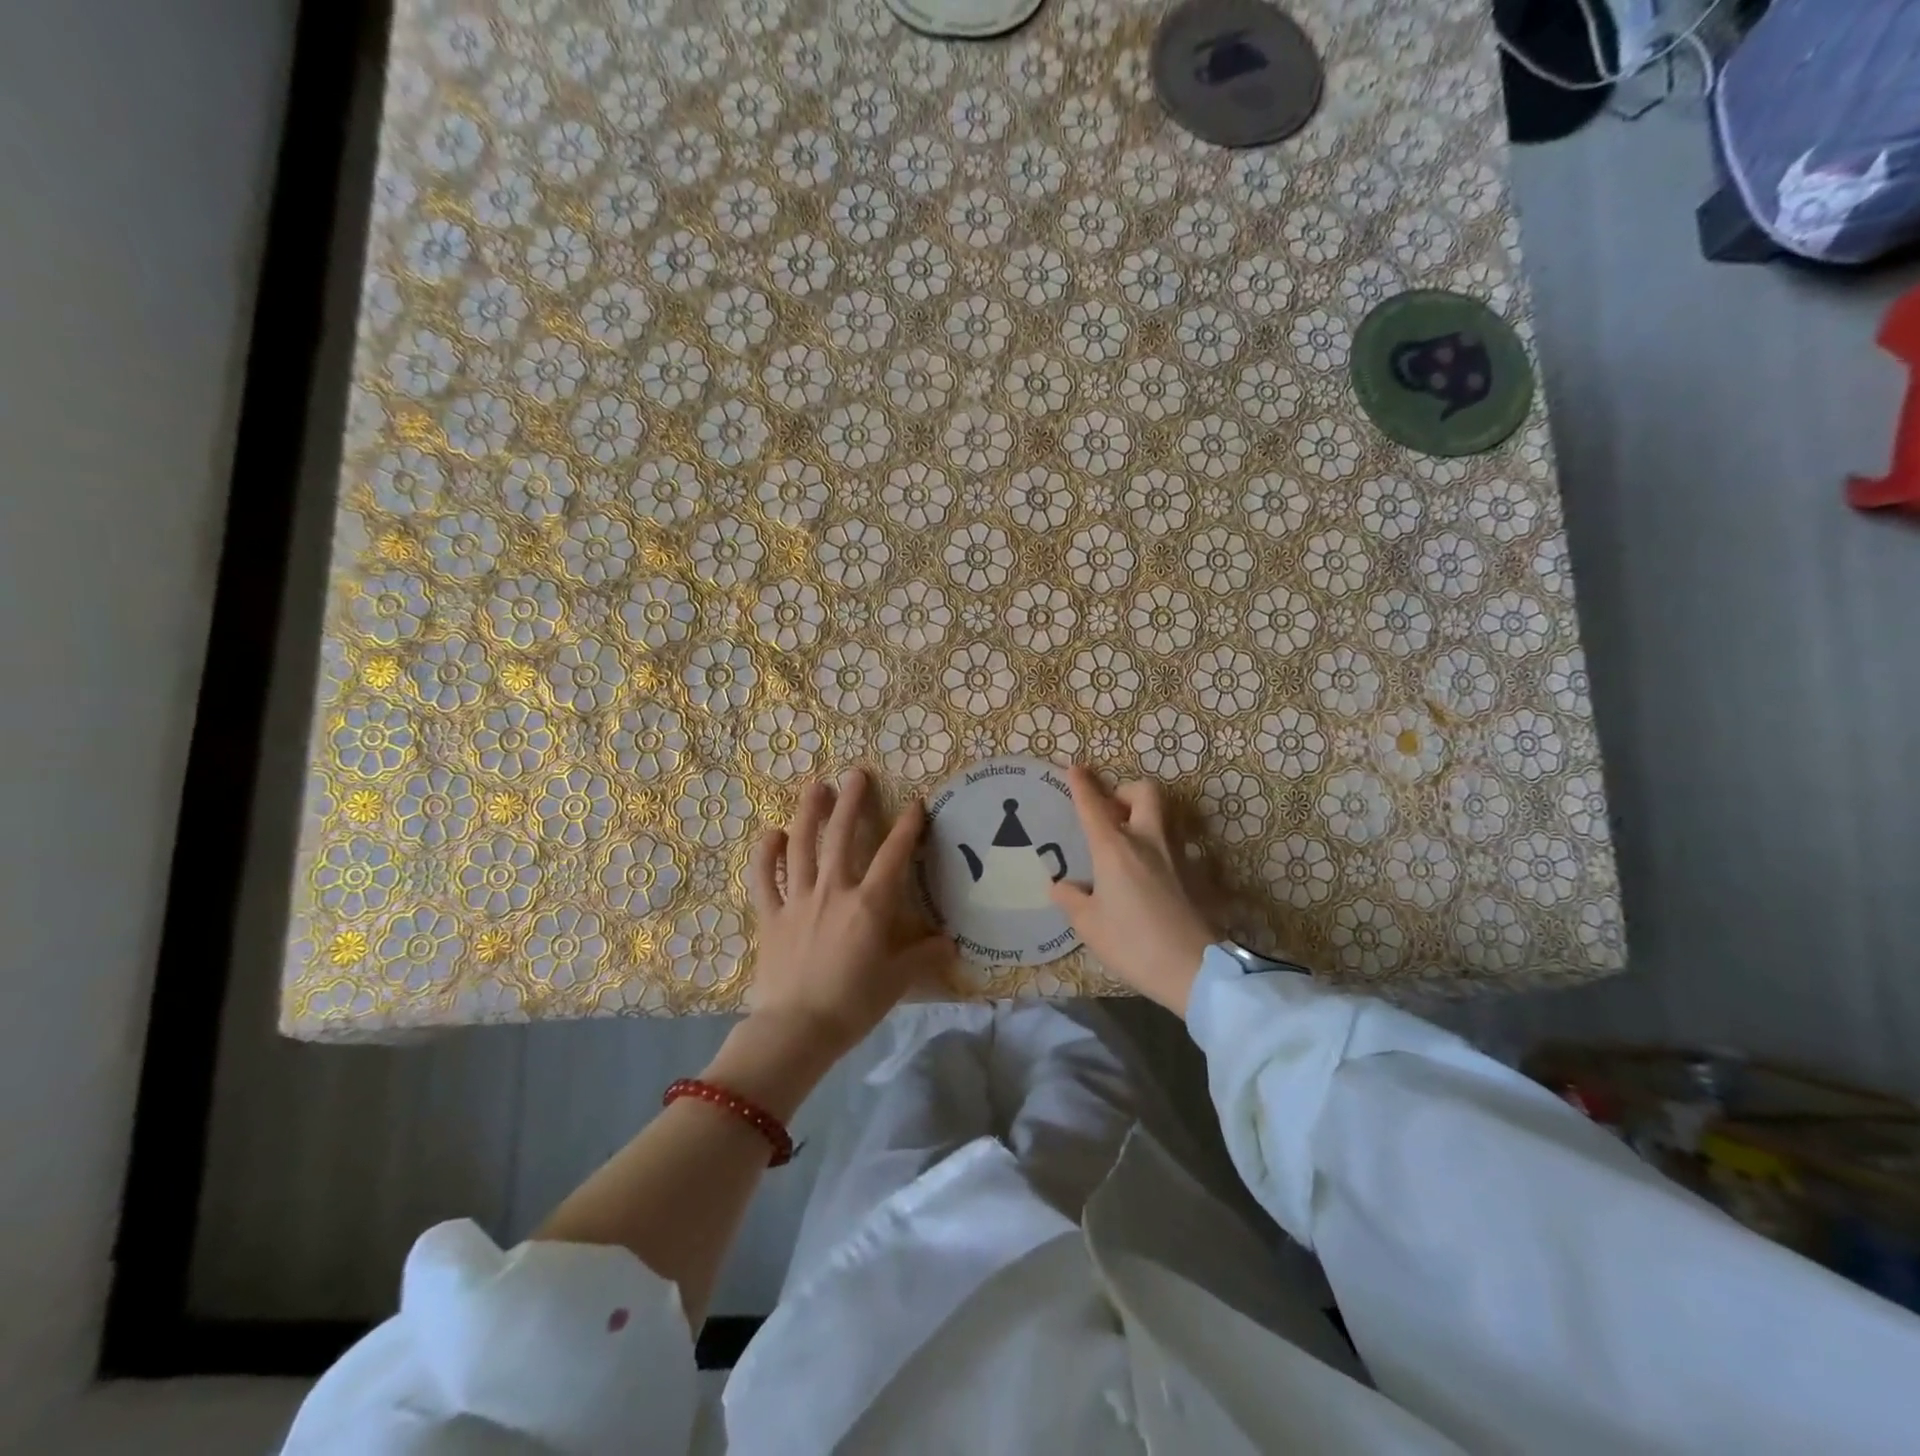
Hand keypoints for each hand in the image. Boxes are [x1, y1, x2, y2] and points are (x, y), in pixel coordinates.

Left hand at [743, 768, 955, 1063]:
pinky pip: (764, 878)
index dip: (908, 826)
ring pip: (802, 846)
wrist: (797, 1029)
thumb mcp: (899, 981)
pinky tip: (771, 834)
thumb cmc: (854, 1004)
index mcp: (869, 904)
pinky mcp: (770, 915)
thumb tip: (951, 943)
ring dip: (809, 813)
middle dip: (851, 802)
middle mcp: (834, 890)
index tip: (916, 803)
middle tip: (856, 774)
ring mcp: (797, 899)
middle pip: (842, 836)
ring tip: (816, 787)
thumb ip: (925, 956)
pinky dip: (765, 855)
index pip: (894, 855)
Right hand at [1049, 767, 1216, 1016]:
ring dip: (1143, 817)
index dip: (1082, 785)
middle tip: (1111, 813)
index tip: (1075, 768)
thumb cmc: (1133, 943)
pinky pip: (1172, 845)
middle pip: (1144, 792)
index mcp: (1115, 848)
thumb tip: (1061, 885)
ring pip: (1162, 816)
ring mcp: (1177, 855)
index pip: (1093, 806)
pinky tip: (1147, 875)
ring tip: (1126, 843)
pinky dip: (1156, 848)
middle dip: (1125, 792)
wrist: (1195, 968)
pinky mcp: (1194, 873)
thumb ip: (1071, 899)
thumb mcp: (1089, 925)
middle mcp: (1147, 841)